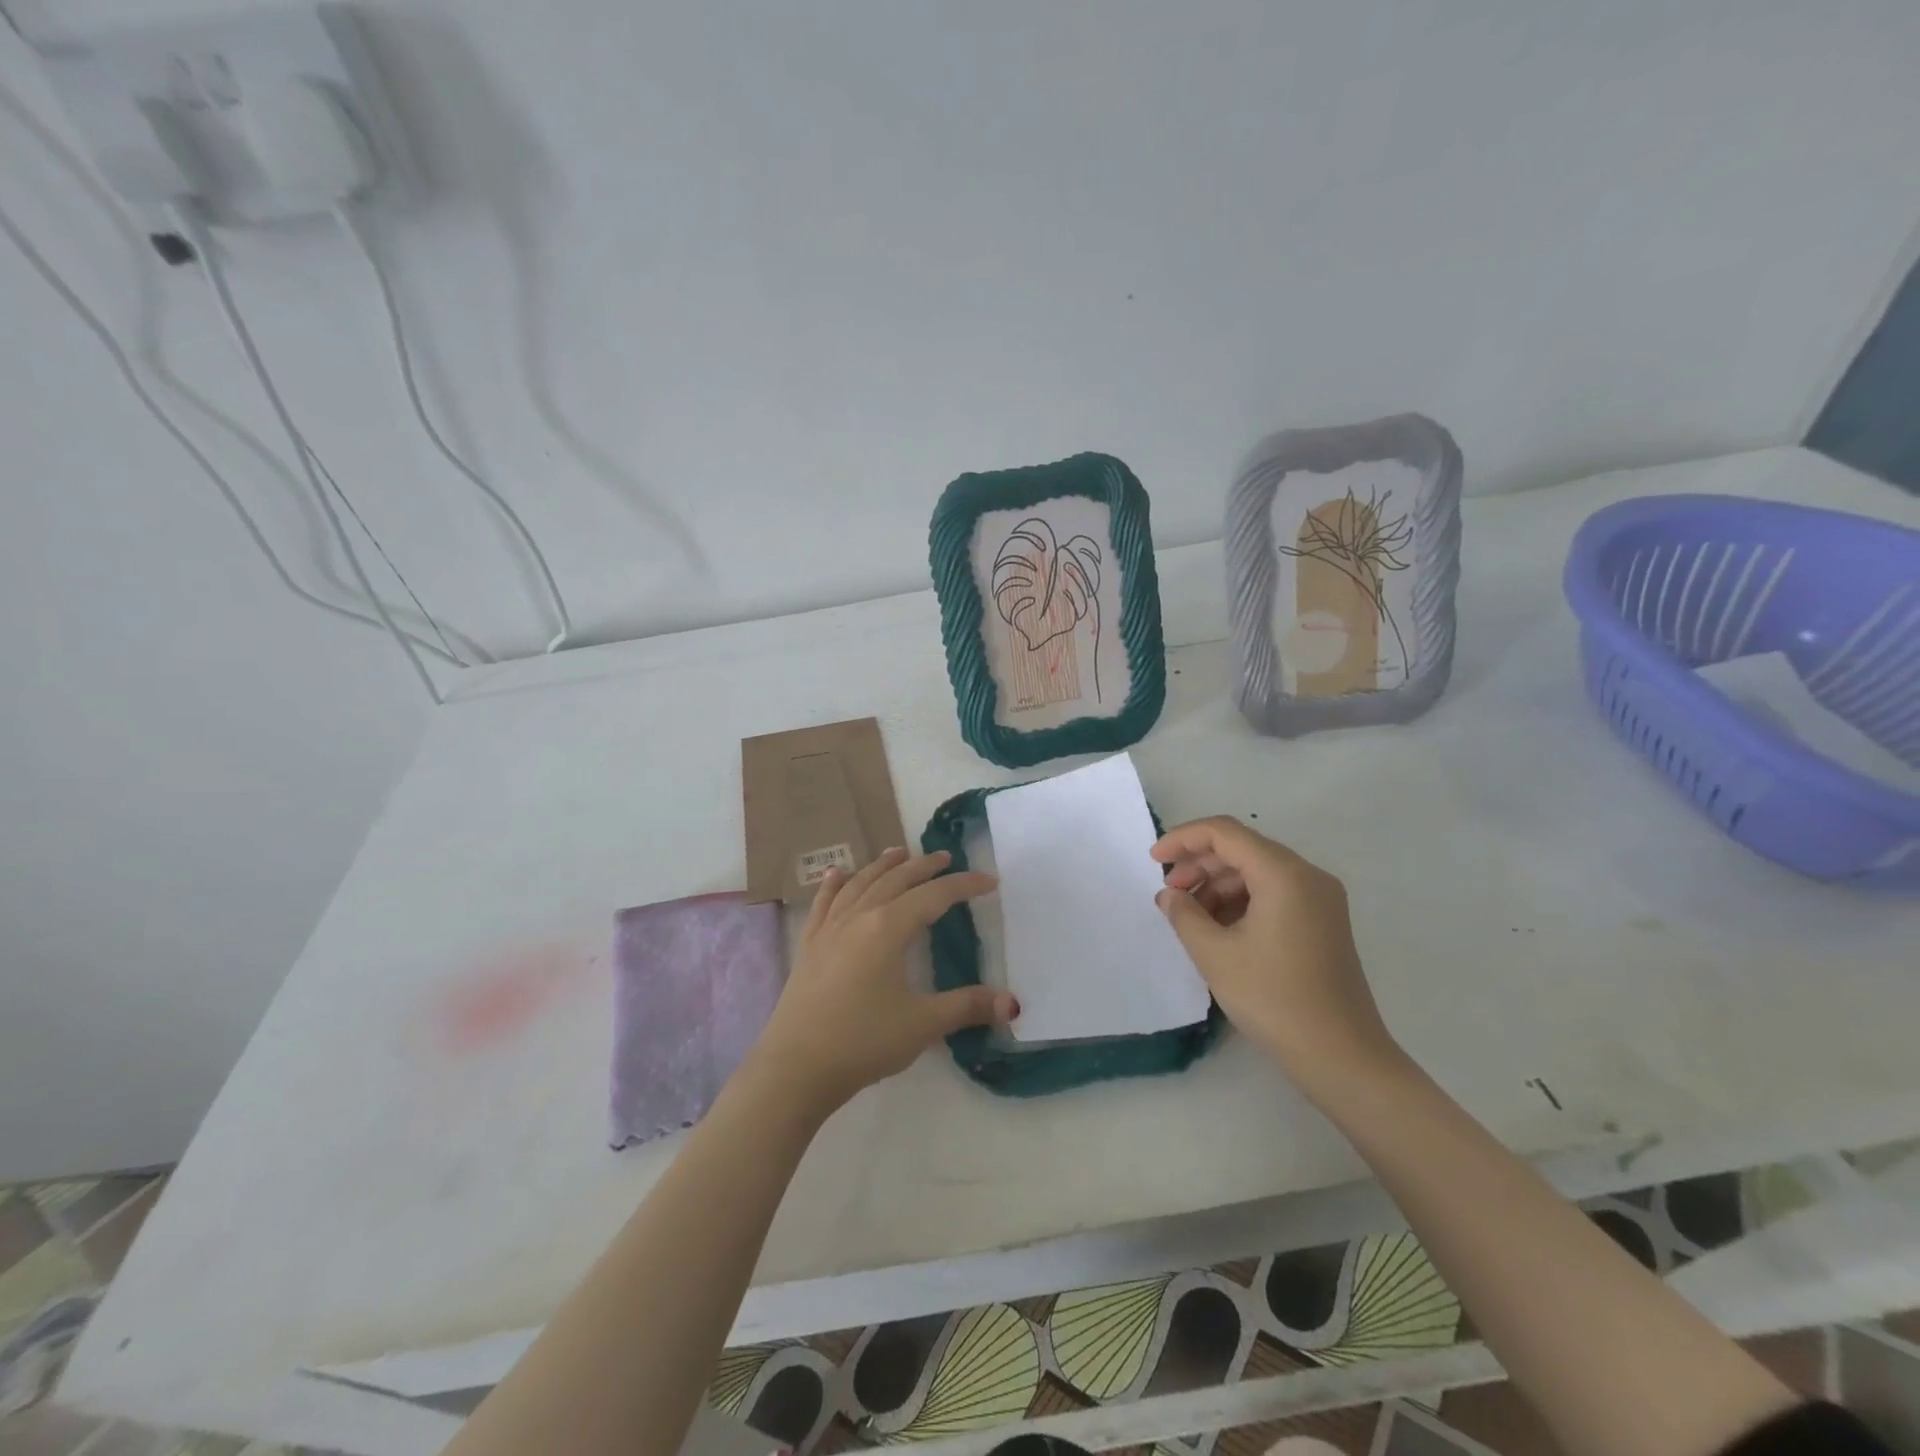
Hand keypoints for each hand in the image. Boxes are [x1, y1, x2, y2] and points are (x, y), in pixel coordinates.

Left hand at [748, 848, 1017, 1112]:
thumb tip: (1013, 1003)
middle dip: (924, 866)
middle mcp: (859, 917)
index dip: (963, 885)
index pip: (934, 896)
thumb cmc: (863, 1041)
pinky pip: (823, 903)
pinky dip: (834, 884)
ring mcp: (829, 928)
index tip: (989, 880)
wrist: (795, 1067)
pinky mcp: (809, 945)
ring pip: (860, 884)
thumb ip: (968, 1007)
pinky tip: (836, 874)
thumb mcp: (923, 1024)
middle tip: (945, 857)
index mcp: (889, 928)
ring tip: (899, 853)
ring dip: (882, 866)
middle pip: (896, 880)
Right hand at [1151, 816, 1399, 1090]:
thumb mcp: (1215, 955)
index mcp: (1284, 874)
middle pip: (1243, 848)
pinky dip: (1241, 901)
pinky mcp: (1323, 922)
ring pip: (1257, 871)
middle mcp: (1307, 876)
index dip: (1183, 839)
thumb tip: (1169, 895)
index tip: (1152, 860)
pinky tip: (1219, 928)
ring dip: (1218, 884)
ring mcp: (1320, 899)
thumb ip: (1184, 914)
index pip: (1225, 833)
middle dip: (1199, 863)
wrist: (1342, 1056)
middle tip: (1169, 892)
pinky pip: (1274, 893)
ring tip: (1190, 916)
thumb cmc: (1274, 999)